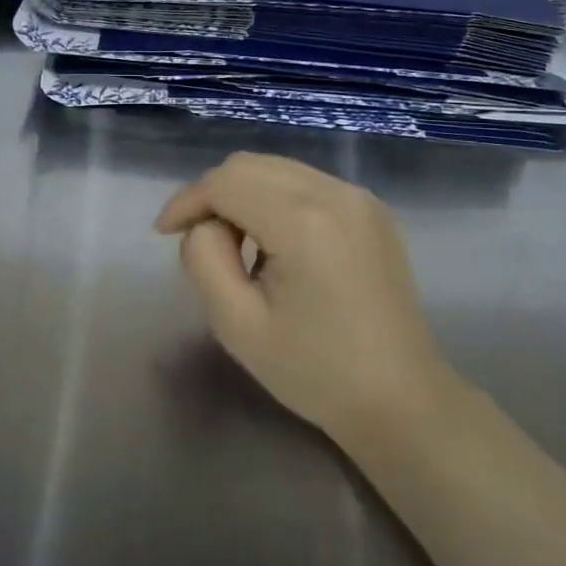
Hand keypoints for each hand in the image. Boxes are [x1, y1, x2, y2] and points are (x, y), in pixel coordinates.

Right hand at [156, 153, 456, 443]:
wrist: (402, 400)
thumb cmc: (315, 372)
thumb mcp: (237, 325)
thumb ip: (204, 260)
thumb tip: (205, 225)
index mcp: (304, 222)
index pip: (225, 183)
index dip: (186, 201)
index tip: (164, 233)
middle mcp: (335, 194)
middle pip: (249, 166)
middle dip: (212, 195)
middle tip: (197, 241)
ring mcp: (359, 198)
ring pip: (277, 169)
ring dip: (243, 196)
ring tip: (235, 247)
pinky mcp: (371, 209)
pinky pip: (305, 184)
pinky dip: (275, 200)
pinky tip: (274, 244)